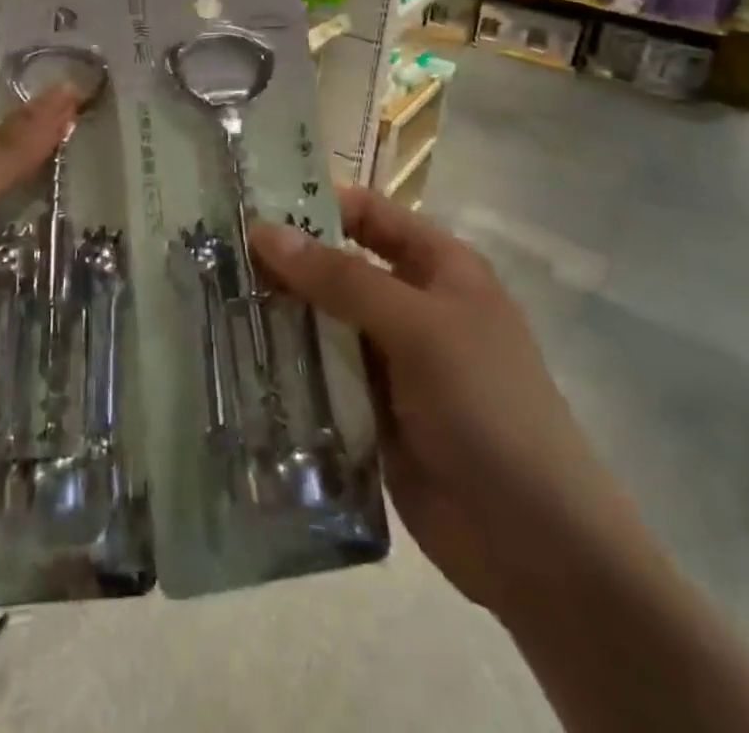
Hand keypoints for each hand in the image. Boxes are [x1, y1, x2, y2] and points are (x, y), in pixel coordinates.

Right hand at [250, 188, 629, 612]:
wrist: (536, 545)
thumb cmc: (487, 407)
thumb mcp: (418, 328)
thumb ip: (340, 278)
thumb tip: (264, 230)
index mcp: (438, 268)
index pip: (368, 214)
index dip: (315, 204)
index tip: (249, 206)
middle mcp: (412, 305)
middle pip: (337, 267)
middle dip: (285, 263)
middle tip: (214, 256)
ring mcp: (390, 360)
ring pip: (322, 322)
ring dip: (279, 315)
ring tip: (212, 302)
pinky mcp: (369, 409)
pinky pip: (320, 374)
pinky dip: (287, 365)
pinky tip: (238, 358)